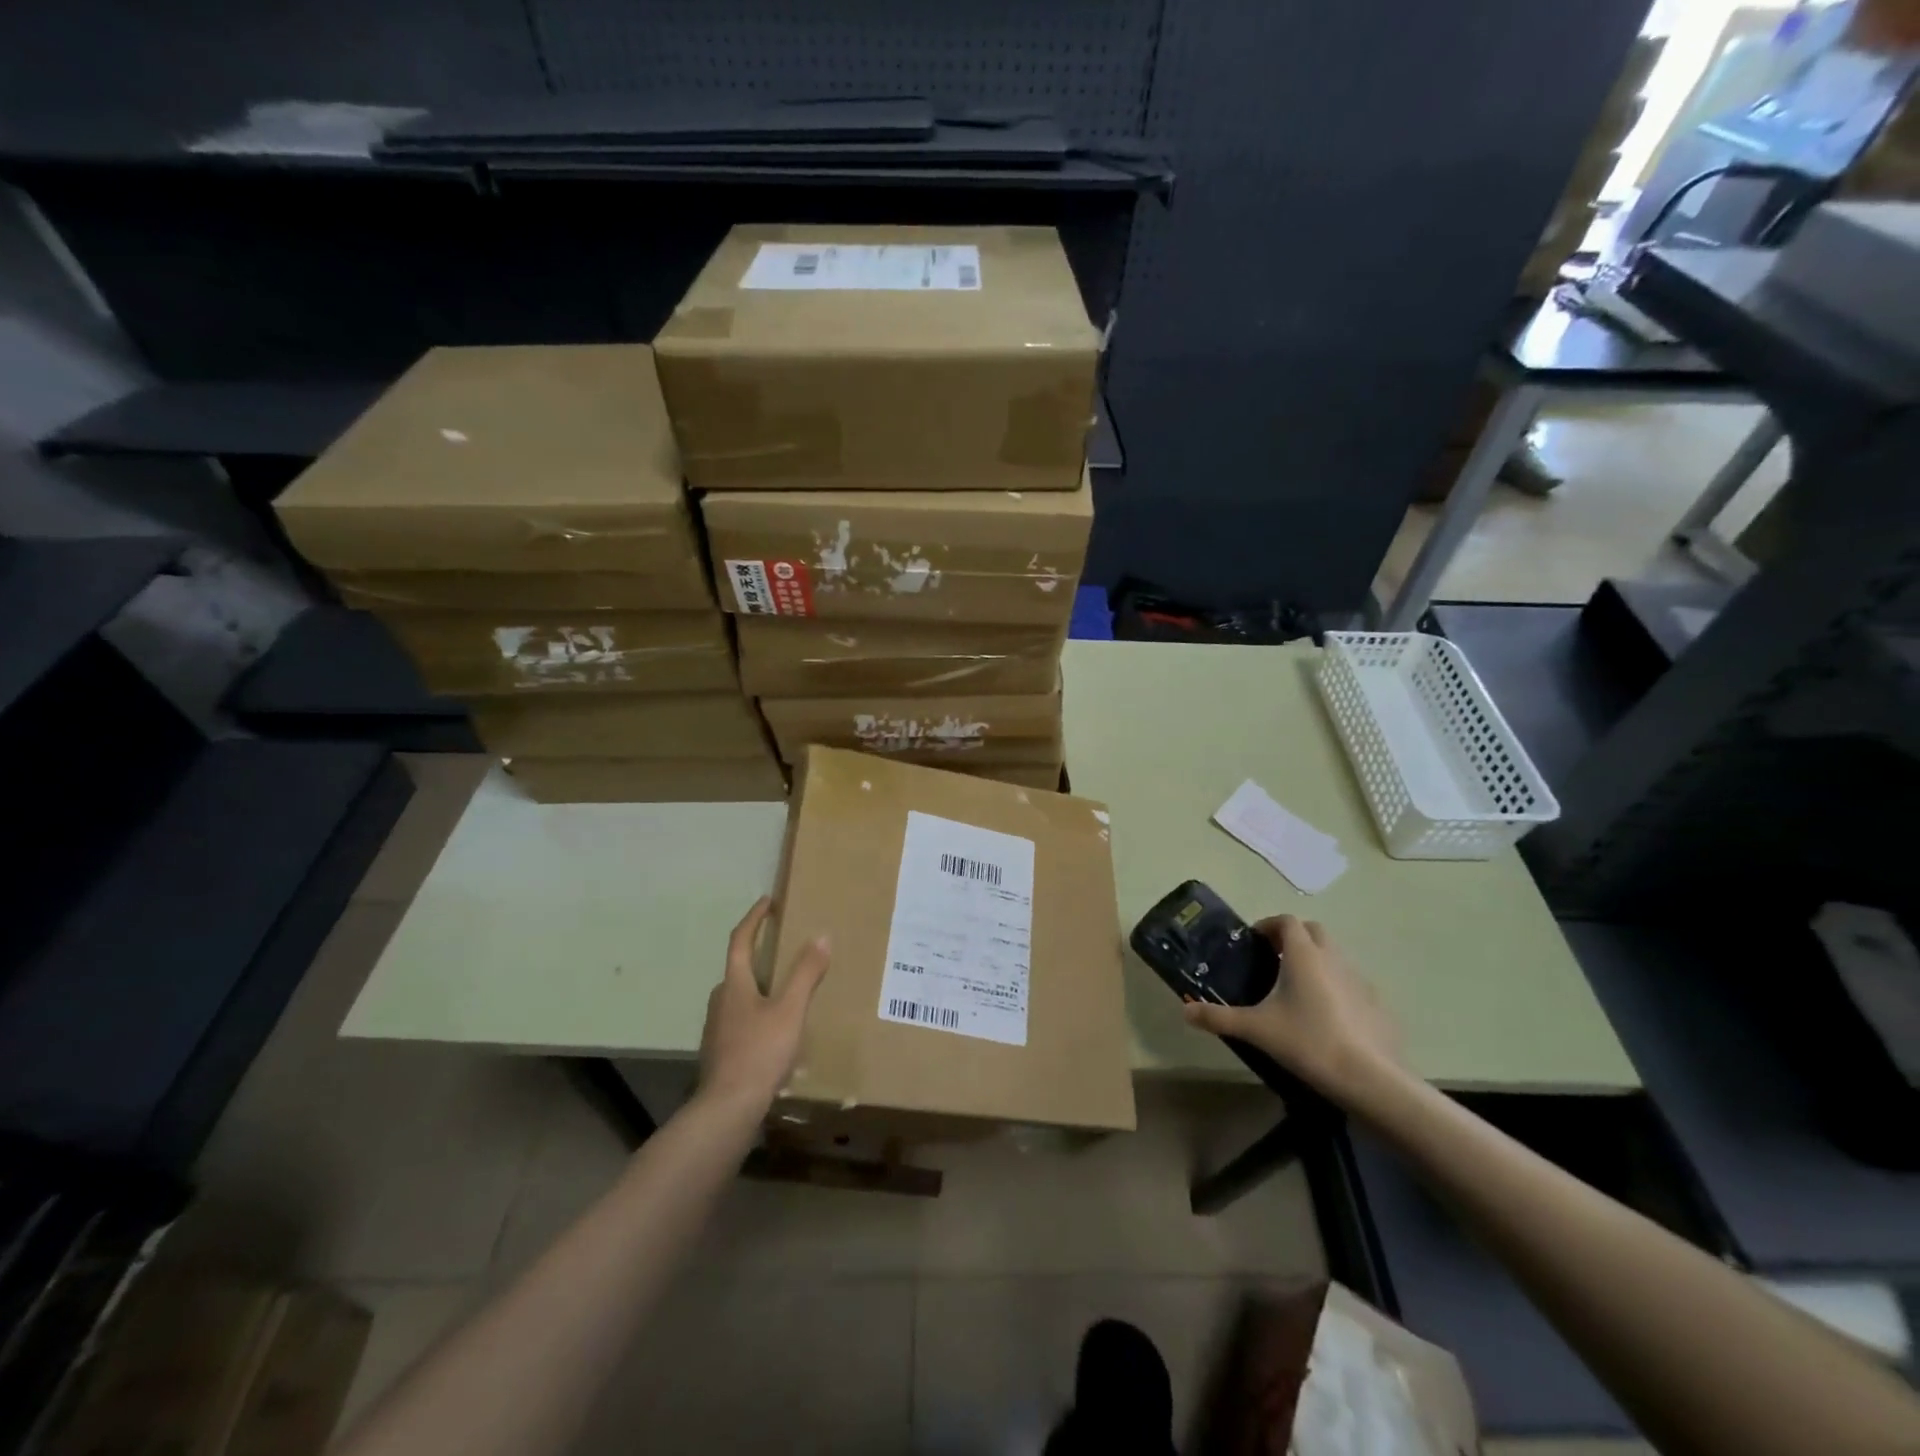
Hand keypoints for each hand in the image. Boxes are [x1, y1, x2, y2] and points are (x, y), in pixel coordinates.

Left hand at [697, 898, 829, 1113]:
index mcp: (734, 984)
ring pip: (740, 997)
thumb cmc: (759, 1052)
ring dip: (760, 986)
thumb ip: (805, 973)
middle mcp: (720, 1001)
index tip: (767, 901)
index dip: (754, 918)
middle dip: (759, 954)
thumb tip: (822, 936)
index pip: (741, 940)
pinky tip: (776, 1031)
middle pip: (738, 969)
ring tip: (786, 990)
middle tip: (784, 947)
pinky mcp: (721, 1052)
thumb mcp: (790, 1010)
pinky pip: (741, 1021)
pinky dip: (758, 1013)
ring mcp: (717, 1029)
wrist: (727, 1109)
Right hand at [1181, 915, 1399, 1103]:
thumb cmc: (1307, 1041)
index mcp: (1303, 954)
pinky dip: (1336, 986)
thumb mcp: (1256, 1029)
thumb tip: (1186, 1012)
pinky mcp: (1376, 1003)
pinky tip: (1326, 1015)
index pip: (1286, 921)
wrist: (1369, 1078)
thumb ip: (1219, 1017)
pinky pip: (1351, 982)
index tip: (1253, 943)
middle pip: (1313, 931)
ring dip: (1315, 960)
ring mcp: (1359, 979)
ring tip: (1297, 989)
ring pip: (1334, 955)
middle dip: (1293, 938)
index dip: (1268, 926)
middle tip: (1273, 960)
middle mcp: (1332, 957)